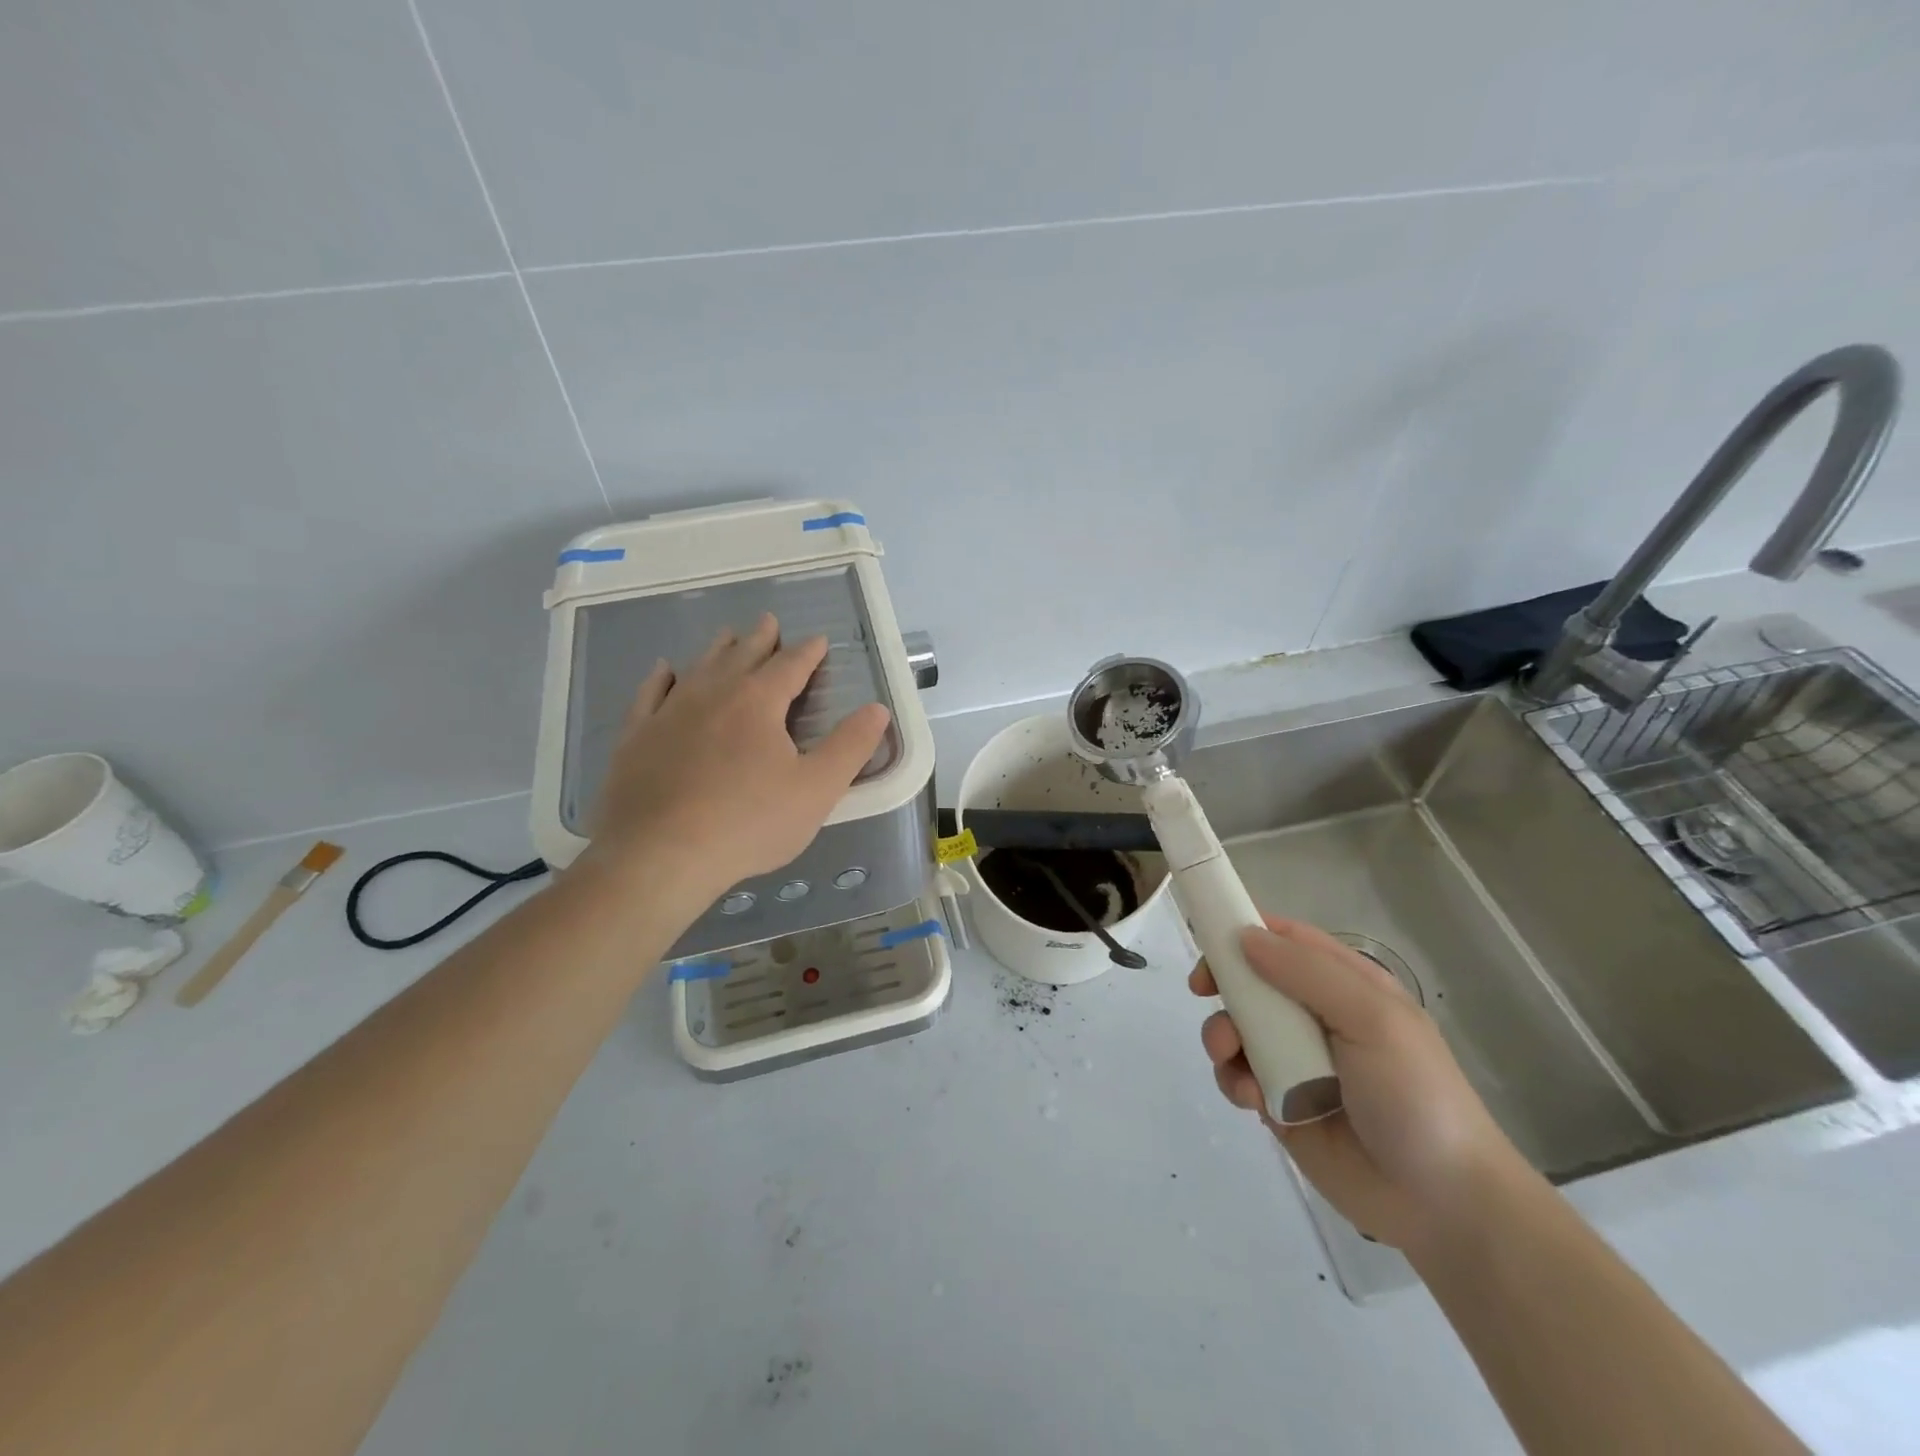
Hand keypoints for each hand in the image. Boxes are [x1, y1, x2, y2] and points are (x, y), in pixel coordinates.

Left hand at [579, 613, 890, 907]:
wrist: (659, 856)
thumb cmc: (748, 823)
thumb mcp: (817, 789)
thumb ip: (851, 746)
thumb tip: (878, 709)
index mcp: (759, 702)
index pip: (790, 665)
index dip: (808, 652)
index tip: (818, 639)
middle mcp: (713, 694)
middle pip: (742, 656)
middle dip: (760, 639)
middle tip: (768, 621)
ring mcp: (669, 713)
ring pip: (698, 668)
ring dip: (717, 650)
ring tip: (727, 635)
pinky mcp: (636, 737)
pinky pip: (650, 694)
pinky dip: (660, 677)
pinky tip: (664, 670)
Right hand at [1190, 915, 1528, 1252]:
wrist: (1442, 1204)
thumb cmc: (1416, 1095)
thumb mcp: (1373, 1019)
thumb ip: (1308, 973)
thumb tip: (1244, 936)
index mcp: (1346, 986)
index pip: (1287, 940)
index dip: (1245, 931)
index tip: (1209, 940)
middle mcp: (1317, 1016)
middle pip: (1252, 980)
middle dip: (1224, 984)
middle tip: (1201, 991)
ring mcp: (1296, 1060)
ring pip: (1237, 1028)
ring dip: (1222, 1036)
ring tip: (1229, 1058)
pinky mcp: (1279, 1102)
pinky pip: (1239, 1076)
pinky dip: (1233, 1080)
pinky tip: (1250, 1099)